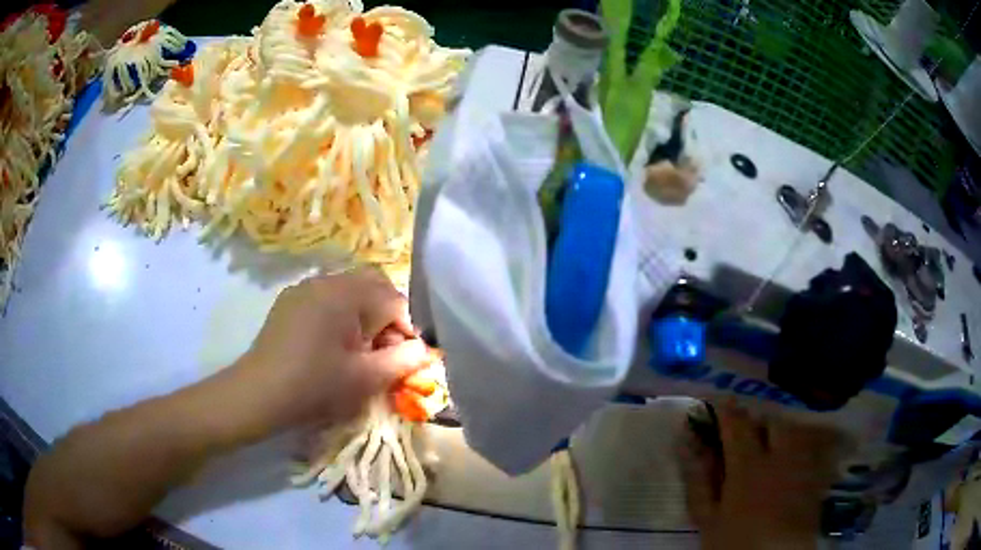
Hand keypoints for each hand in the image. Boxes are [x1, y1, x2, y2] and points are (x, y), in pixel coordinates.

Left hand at [235, 267, 429, 429]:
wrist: (260, 394)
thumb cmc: (316, 387)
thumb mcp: (367, 379)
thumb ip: (405, 360)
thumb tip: (424, 348)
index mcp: (347, 294)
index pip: (395, 300)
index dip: (405, 330)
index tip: (399, 359)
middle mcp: (327, 280)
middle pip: (373, 285)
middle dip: (386, 315)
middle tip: (381, 350)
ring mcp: (305, 287)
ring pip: (350, 289)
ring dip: (364, 314)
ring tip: (355, 350)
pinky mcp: (290, 299)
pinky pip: (326, 297)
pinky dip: (340, 314)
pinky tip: (329, 344)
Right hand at [681, 404, 844, 549]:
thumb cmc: (734, 541)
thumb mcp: (707, 516)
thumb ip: (697, 478)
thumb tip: (685, 441)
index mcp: (749, 463)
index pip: (737, 424)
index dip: (728, 410)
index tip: (720, 401)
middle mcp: (780, 454)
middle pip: (773, 421)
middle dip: (759, 421)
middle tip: (747, 433)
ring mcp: (803, 464)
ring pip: (795, 431)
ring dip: (781, 432)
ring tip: (770, 446)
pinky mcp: (817, 477)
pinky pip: (813, 448)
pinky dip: (801, 447)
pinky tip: (792, 463)